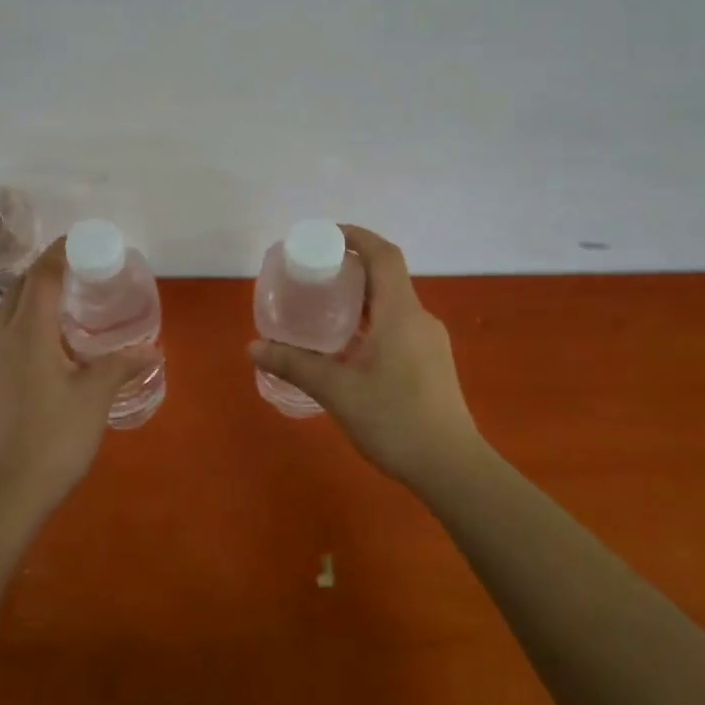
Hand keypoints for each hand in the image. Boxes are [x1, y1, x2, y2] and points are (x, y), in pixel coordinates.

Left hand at [0, 238, 155, 512]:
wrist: (10, 488)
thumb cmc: (57, 435)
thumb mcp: (96, 396)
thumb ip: (121, 365)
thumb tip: (151, 349)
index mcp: (30, 332)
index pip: (41, 277)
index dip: (58, 254)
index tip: (77, 242)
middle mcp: (2, 336)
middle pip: (17, 287)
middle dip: (41, 271)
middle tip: (72, 271)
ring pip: (0, 309)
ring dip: (23, 294)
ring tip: (51, 302)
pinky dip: (13, 320)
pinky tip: (33, 341)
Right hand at [250, 225, 483, 489]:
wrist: (452, 468)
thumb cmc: (395, 420)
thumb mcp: (337, 391)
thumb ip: (294, 365)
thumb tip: (252, 348)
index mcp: (400, 312)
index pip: (383, 254)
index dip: (357, 236)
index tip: (326, 235)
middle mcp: (418, 318)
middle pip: (386, 276)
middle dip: (351, 267)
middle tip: (314, 274)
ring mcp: (429, 341)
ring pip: (392, 303)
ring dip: (361, 297)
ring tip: (324, 307)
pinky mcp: (431, 362)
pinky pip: (398, 324)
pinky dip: (372, 320)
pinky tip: (348, 347)